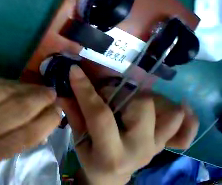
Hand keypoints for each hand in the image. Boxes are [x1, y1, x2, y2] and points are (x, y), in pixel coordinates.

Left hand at [0, 73, 60, 168]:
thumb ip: (15, 134)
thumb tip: (46, 127)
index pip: (21, 139)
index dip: (44, 124)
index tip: (57, 113)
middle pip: (17, 113)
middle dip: (40, 103)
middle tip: (54, 96)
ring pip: (10, 94)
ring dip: (31, 91)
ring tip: (44, 89)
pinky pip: (1, 82)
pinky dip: (17, 83)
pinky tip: (26, 84)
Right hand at [59, 66, 198, 184]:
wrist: (112, 177)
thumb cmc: (91, 159)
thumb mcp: (77, 140)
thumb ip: (72, 114)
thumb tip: (61, 93)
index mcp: (111, 153)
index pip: (100, 114)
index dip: (85, 89)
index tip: (74, 70)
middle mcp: (140, 149)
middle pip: (140, 106)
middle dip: (118, 92)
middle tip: (104, 93)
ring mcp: (157, 146)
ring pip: (161, 108)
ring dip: (140, 96)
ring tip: (123, 99)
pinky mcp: (165, 143)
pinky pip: (183, 125)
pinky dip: (182, 114)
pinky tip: (176, 106)